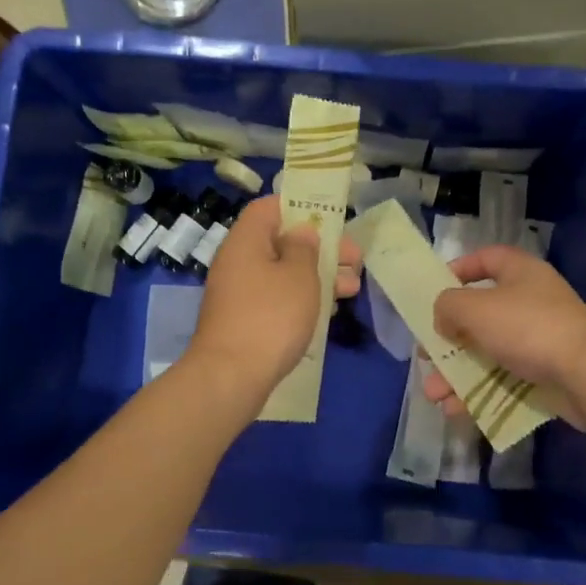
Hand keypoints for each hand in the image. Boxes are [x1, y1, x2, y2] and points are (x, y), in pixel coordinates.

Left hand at [188, 197, 362, 390]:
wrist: (230, 377)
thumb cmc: (271, 317)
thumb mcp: (299, 276)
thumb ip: (305, 248)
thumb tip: (301, 233)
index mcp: (246, 240)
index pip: (269, 208)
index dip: (300, 207)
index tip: (330, 219)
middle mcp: (238, 261)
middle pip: (281, 242)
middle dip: (320, 248)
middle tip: (355, 260)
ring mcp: (238, 293)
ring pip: (282, 273)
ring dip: (317, 276)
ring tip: (352, 288)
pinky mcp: (244, 320)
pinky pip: (276, 298)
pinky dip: (301, 299)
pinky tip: (329, 310)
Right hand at [422, 244, 585, 429]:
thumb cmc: (528, 328)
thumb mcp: (476, 308)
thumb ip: (448, 306)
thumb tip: (444, 318)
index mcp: (520, 272)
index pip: (486, 259)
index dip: (458, 269)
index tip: (434, 290)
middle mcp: (531, 300)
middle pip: (480, 314)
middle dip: (449, 339)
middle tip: (427, 356)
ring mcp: (540, 339)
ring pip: (488, 353)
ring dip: (458, 374)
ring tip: (434, 395)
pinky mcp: (546, 373)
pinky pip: (505, 380)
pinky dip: (480, 393)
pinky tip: (457, 410)